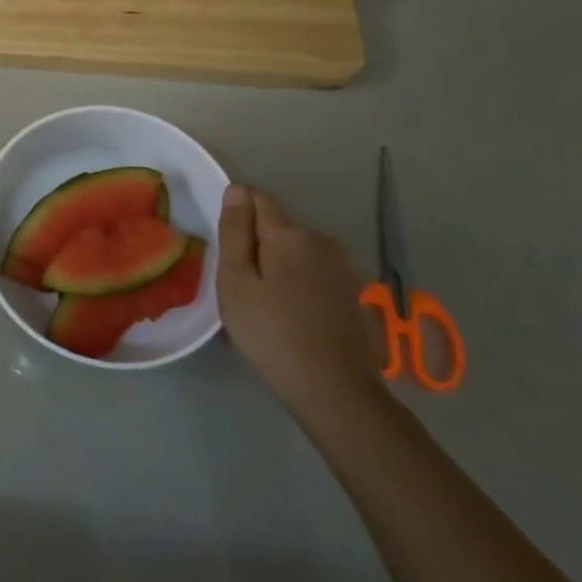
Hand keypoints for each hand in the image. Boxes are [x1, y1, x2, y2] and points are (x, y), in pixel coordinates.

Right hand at [216, 184, 382, 416]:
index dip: (237, 217)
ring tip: (266, 309)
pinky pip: (315, 276)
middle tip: (241, 289)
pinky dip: (300, 287)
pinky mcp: (355, 294)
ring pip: (297, 254)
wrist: (337, 392)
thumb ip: (235, 232)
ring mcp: (344, 268)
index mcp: (290, 234)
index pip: (257, 200)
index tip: (227, 251)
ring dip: (280, 269)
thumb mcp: (236, 283)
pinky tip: (293, 320)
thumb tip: (237, 190)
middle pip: (278, 229)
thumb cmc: (273, 334)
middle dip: (258, 247)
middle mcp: (322, 240)